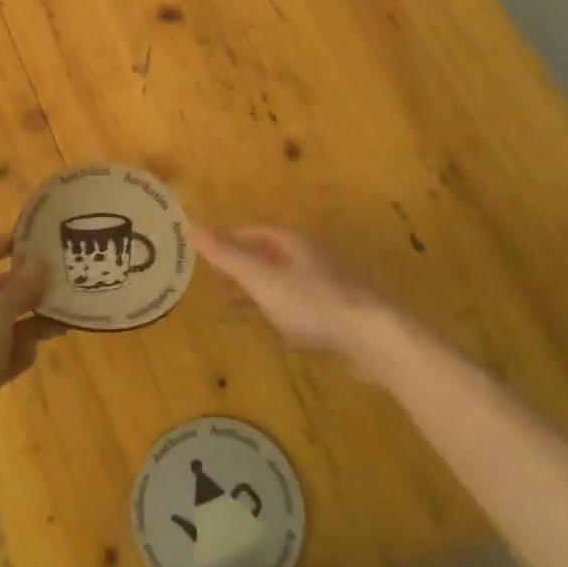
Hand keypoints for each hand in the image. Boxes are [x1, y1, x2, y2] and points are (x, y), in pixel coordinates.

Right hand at [193, 225, 393, 363]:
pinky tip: (267, 334)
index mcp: (293, 244)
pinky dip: (276, 317)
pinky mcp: (336, 319)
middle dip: (241, 266)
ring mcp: (326, 289)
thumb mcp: (263, 279)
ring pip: (282, 286)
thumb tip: (193, 227)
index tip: (205, 248)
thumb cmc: (313, 303)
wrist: (374, 339)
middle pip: (269, 257)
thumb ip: (228, 257)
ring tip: (228, 309)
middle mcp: (310, 260)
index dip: (229, 238)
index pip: (254, 232)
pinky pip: (297, 312)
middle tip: (212, 278)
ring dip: (256, 295)